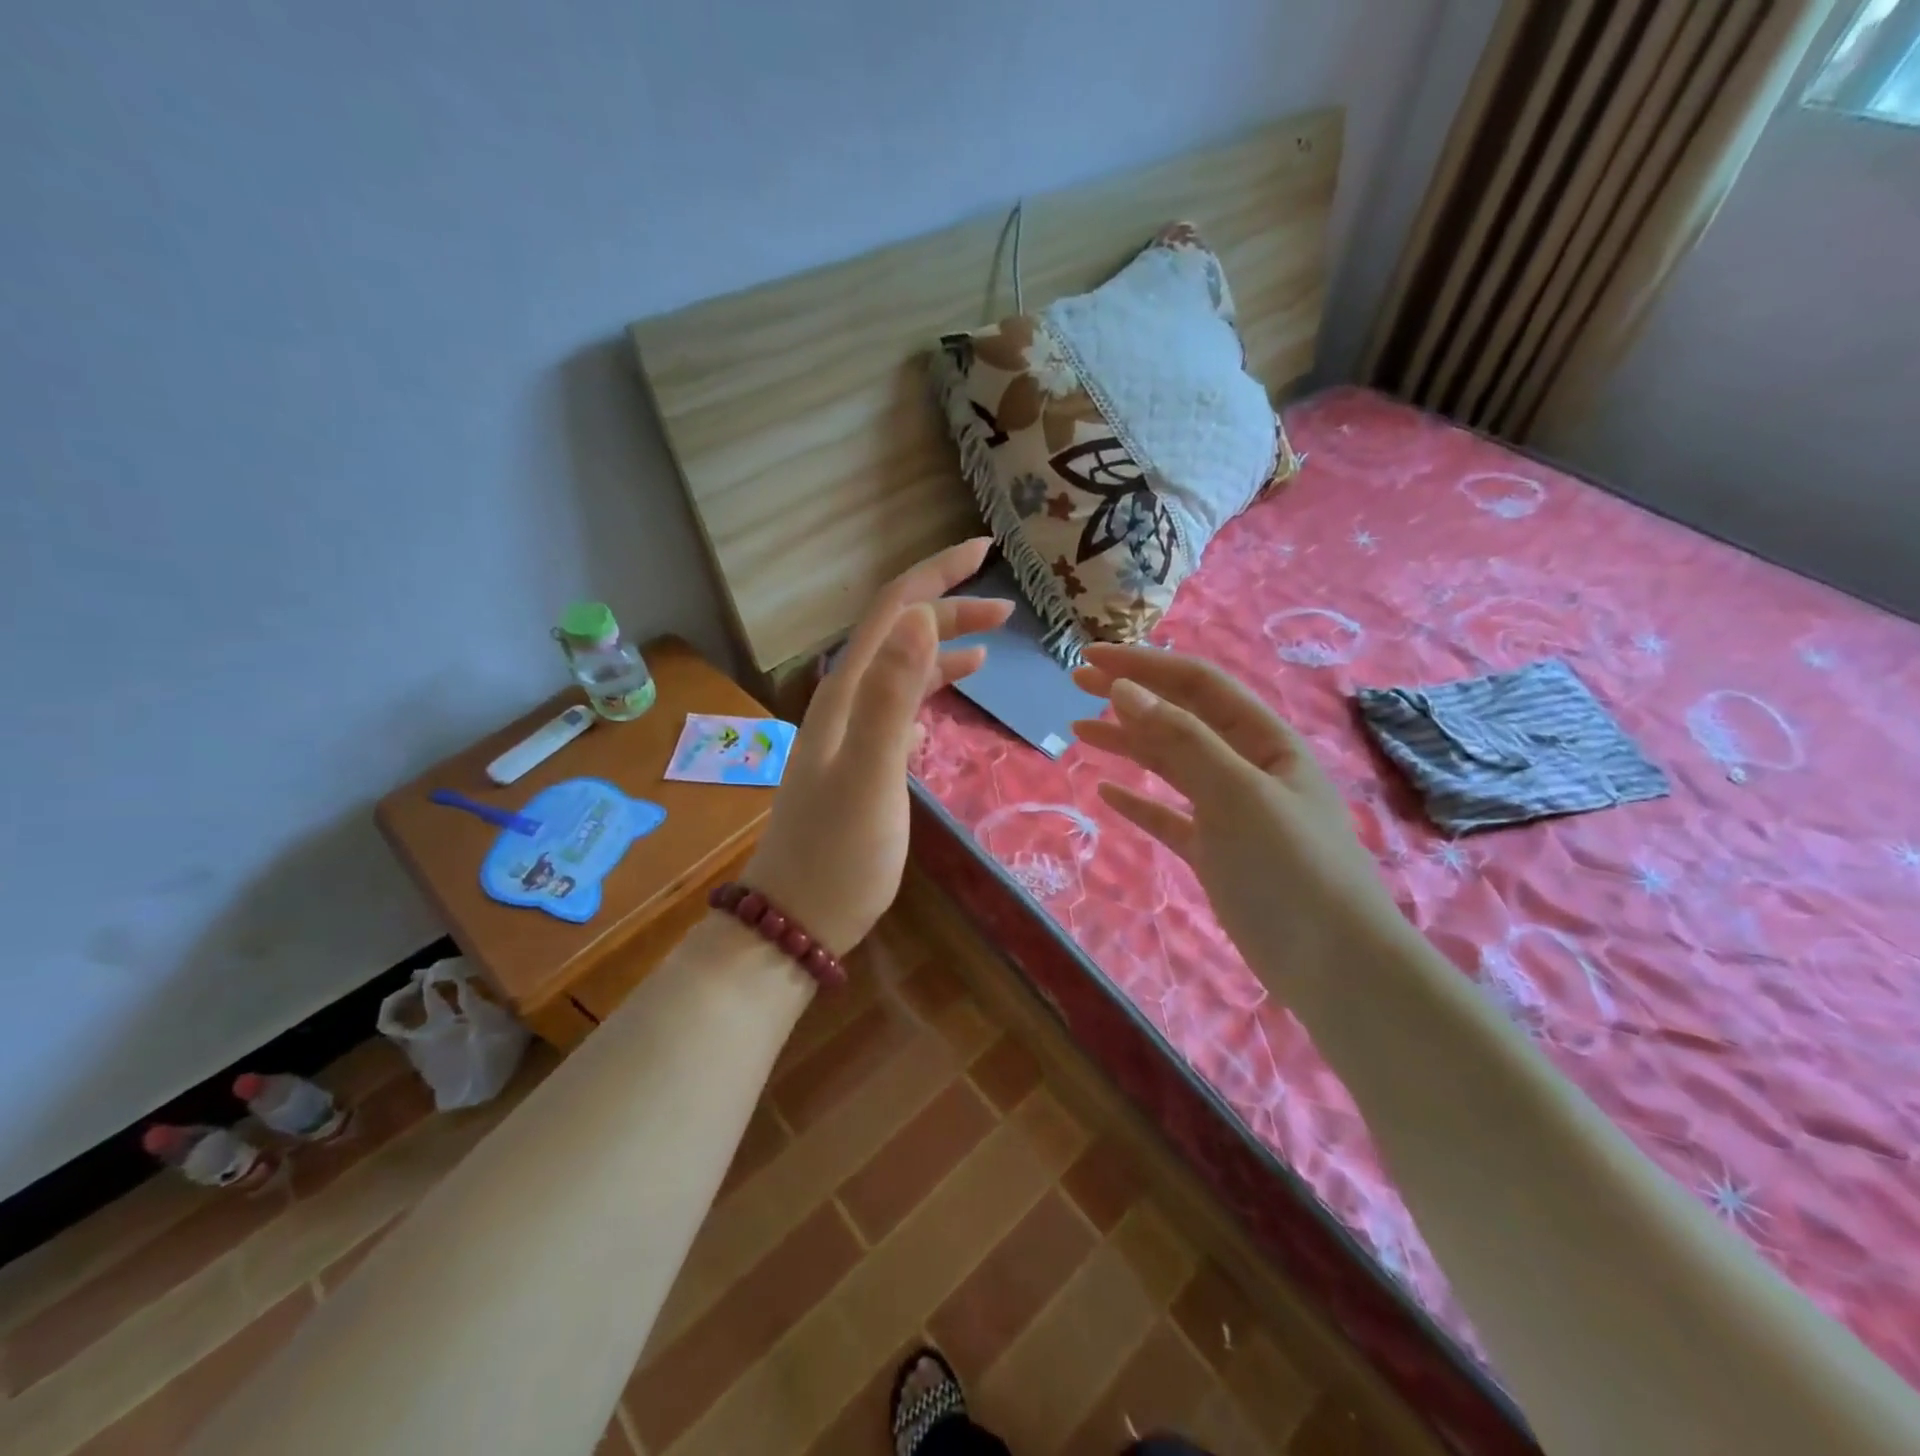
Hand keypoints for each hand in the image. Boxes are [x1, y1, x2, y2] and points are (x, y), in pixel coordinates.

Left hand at [743, 538, 1013, 954]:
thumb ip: (892, 695)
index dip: (937, 574)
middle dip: (949, 610)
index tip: (987, 550)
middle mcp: (845, 702)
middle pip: (899, 635)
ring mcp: (851, 734)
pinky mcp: (863, 763)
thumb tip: (922, 617)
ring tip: (991, 647)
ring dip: (942, 650)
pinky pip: (899, 710)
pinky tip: (947, 702)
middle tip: (1009, 609)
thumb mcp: (870, 773)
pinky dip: (928, 694)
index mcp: (846, 693)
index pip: (893, 610)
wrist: (798, 918)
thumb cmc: (839, 853)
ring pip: (901, 672)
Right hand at [1070, 645, 1408, 988]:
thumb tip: (1124, 690)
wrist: (1335, 968)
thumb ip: (1181, 739)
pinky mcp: (1216, 854)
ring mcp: (1231, 812)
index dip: (1144, 665)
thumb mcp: (1237, 793)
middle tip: (1076, 682)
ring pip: (1171, 765)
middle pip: (1181, 718)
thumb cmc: (1291, 868)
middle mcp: (1248, 768)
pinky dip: (1139, 802)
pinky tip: (1108, 792)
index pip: (1198, 685)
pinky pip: (1170, 816)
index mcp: (1265, 741)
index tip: (1090, 657)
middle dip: (1131, 696)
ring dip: (1128, 744)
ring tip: (1079, 731)